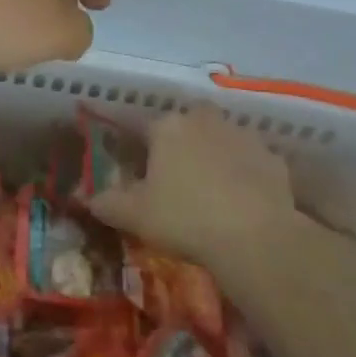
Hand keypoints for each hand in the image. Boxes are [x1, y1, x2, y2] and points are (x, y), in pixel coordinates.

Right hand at [89, 105, 297, 278]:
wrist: (255, 237)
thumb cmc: (185, 218)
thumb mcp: (135, 215)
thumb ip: (106, 202)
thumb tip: (84, 196)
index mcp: (167, 127)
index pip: (139, 124)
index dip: (131, 140)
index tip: (127, 157)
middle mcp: (203, 119)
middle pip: (184, 122)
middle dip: (178, 140)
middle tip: (172, 173)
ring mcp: (242, 135)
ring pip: (219, 137)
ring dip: (212, 153)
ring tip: (208, 187)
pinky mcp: (271, 157)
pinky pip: (249, 160)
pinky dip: (243, 173)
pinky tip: (240, 200)